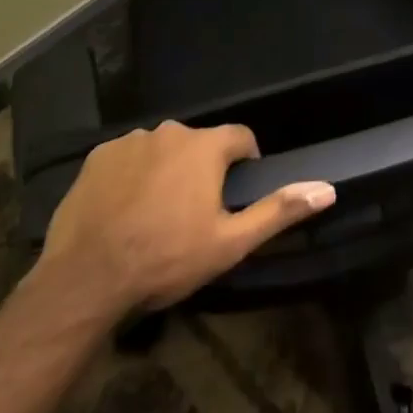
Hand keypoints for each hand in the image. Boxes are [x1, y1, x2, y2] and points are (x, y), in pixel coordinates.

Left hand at [38, 121, 335, 322]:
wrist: (85, 281)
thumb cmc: (165, 259)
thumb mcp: (230, 243)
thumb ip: (278, 210)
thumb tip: (327, 189)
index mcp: (206, 146)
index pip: (241, 138)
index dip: (245, 163)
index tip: (235, 195)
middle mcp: (171, 131)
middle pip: (200, 144)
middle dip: (202, 169)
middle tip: (193, 212)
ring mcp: (130, 142)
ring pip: (162, 149)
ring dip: (166, 170)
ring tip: (155, 213)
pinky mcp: (97, 158)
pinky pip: (127, 158)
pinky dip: (131, 175)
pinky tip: (123, 210)